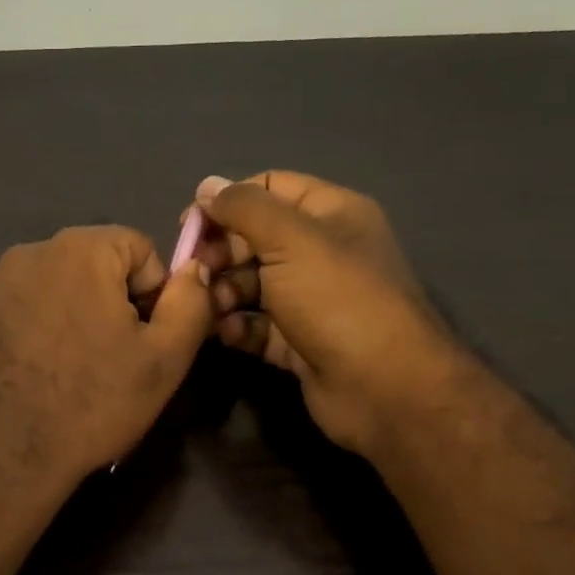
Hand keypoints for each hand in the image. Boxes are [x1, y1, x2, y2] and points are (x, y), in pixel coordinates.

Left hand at [0, 225, 214, 502]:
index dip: (154, 293)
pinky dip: (41, 330)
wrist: (3, 454)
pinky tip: (42, 374)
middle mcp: (31, 252)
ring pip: (59, 287)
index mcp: (80, 249)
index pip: (139, 248)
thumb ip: (191, 303)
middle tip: (115, 359)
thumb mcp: (164, 358)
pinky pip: (26, 309)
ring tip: (77, 370)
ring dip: (77, 316)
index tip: (145, 340)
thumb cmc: (93, 402)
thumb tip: (194, 269)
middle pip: (96, 264)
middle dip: (114, 303)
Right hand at [193, 171, 443, 454]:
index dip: (229, 200)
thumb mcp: (290, 239)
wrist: (383, 387)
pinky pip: (256, 325)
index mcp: (331, 214)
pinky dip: (237, 326)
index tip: (191, 224)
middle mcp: (322, 252)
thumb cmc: (337, 299)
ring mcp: (310, 299)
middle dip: (221, 252)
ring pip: (251, 284)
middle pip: (255, 238)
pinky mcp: (298, 341)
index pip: (270, 187)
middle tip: (198, 271)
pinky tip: (226, 333)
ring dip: (224, 292)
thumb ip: (244, 207)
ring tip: (213, 307)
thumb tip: (206, 186)